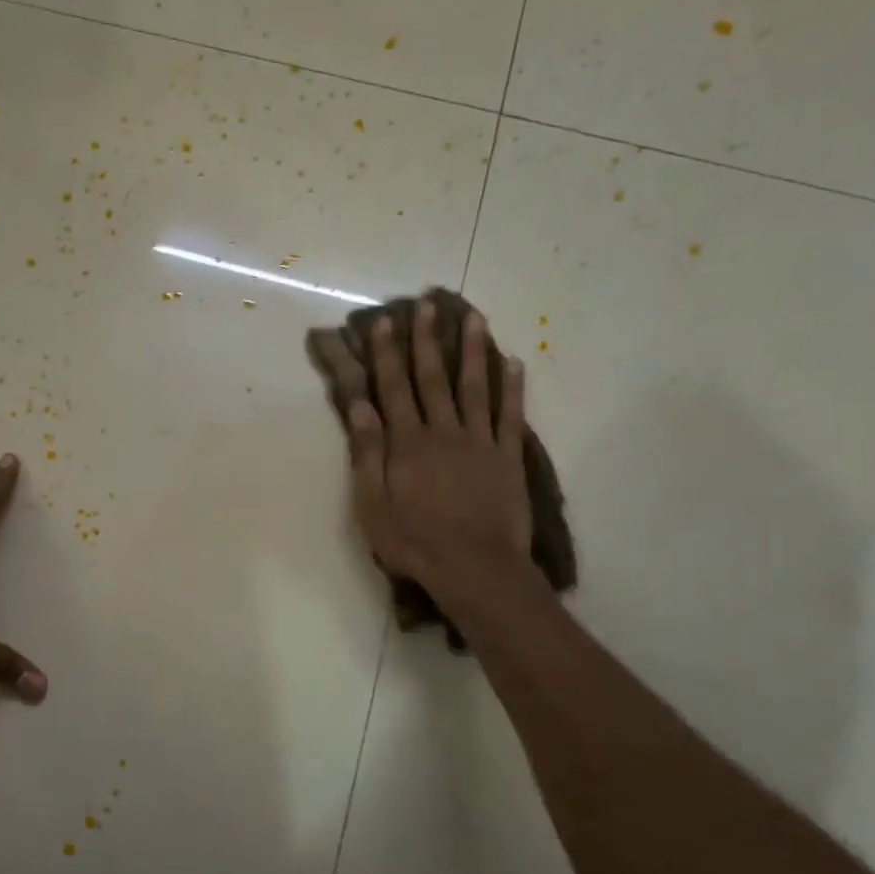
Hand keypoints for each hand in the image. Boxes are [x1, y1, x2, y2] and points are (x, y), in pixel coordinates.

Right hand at [347, 300, 534, 604]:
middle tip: (428, 305)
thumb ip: (367, 453)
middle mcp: (443, 432)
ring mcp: (479, 442)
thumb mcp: (372, 505)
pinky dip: (512, 387)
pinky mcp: (507, 458)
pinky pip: (510, 415)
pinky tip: (514, 362)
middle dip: (427, 340)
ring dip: (472, 351)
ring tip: (473, 318)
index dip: (388, 354)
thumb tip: (360, 406)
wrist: (475, 568)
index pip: (394, 388)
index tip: (385, 322)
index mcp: (407, 443)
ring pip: (475, 387)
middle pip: (433, 379)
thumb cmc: (414, 541)